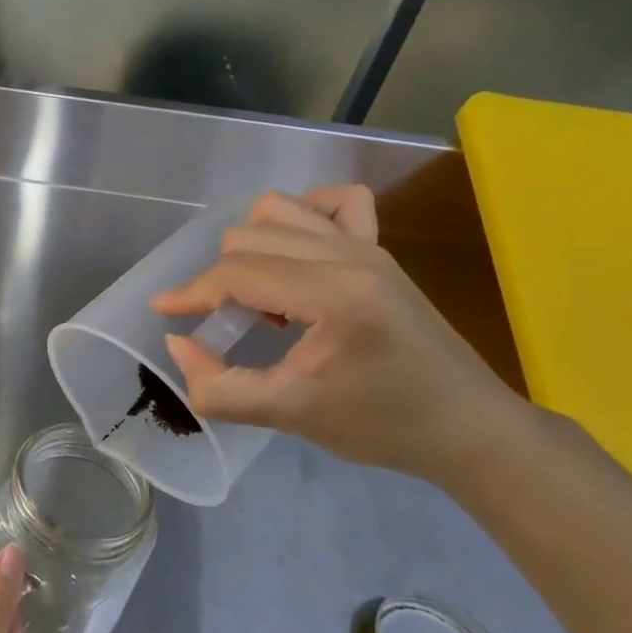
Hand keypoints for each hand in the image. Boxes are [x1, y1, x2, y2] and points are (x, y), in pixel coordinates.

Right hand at [151, 185, 529, 487]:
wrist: (468, 428)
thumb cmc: (382, 425)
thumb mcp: (289, 415)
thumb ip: (219, 387)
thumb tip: (178, 343)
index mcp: (332, 294)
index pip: (238, 273)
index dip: (192, 293)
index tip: (163, 313)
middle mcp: (349, 255)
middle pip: (249, 237)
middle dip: (220, 278)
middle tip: (224, 324)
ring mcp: (368, 247)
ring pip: (280, 210)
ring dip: (251, 246)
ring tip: (259, 294)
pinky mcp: (381, 250)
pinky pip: (334, 204)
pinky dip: (302, 216)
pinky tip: (294, 252)